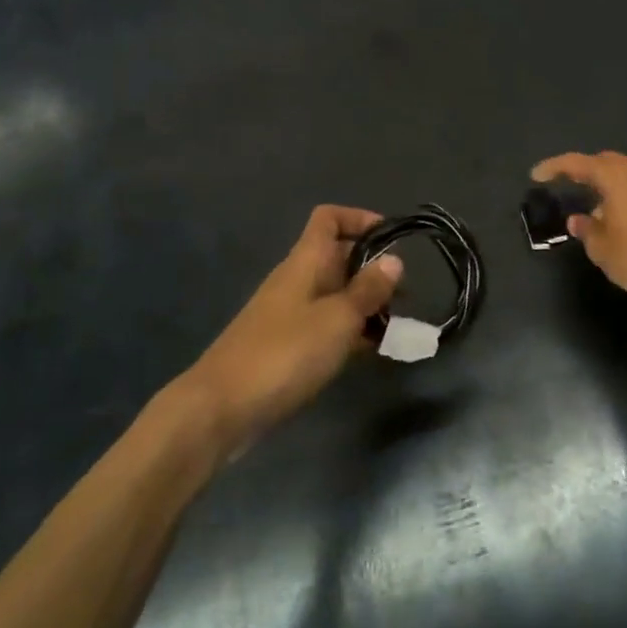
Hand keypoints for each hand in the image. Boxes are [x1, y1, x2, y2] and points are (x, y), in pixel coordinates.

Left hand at [187, 206, 401, 451]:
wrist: (221, 409)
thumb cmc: (285, 353)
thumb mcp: (338, 319)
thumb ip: (368, 289)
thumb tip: (393, 260)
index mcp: (305, 261)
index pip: (329, 218)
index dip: (360, 219)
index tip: (392, 239)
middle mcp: (296, 280)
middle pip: (338, 258)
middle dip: (373, 271)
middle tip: (405, 295)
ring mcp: (289, 314)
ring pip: (335, 295)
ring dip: (365, 305)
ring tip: (397, 327)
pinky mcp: (286, 347)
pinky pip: (326, 326)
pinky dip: (350, 332)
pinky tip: (372, 352)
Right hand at [531, 152, 626, 309]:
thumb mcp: (601, 247)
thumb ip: (586, 229)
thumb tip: (578, 220)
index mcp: (615, 175)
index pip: (577, 163)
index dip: (554, 167)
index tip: (536, 175)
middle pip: (603, 163)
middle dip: (583, 171)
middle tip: (564, 183)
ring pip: (623, 175)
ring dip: (604, 185)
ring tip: (589, 204)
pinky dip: (621, 196)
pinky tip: (614, 216)